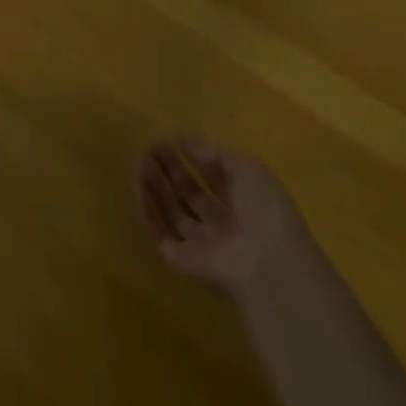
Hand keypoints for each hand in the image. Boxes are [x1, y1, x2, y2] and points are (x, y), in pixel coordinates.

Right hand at [137, 138, 310, 293]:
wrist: (267, 266)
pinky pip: (161, 234)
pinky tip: (138, 187)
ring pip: (174, 213)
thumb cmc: (264, 210)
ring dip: (156, 187)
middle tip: (150, 148)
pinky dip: (148, 212)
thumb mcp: (247, 168)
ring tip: (140, 161)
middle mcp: (224, 225)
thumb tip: (186, 143)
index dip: (193, 157)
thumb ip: (214, 154)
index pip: (214, 178)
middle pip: (191, 194)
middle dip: (171, 170)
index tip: (171, 138)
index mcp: (245, 204)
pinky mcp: (184, 262)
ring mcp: (204, 246)